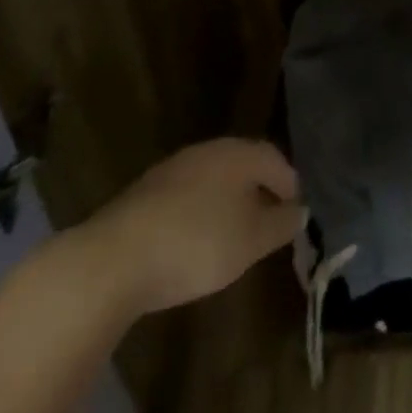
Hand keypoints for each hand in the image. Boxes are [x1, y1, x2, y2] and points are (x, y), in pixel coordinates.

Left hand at [79, 138, 303, 314]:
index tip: (295, 212)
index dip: (289, 184)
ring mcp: (171, 170)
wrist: (111, 261)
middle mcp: (207, 151)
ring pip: (211, 181)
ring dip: (226, 203)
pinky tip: (192, 243)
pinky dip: (197, 214)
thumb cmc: (196, 244)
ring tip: (231, 236)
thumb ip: (281, 224)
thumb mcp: (251, 241)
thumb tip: (300, 210)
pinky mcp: (142, 195)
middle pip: (242, 166)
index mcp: (237, 153)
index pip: (274, 159)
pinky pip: (184, 198)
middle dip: (258, 191)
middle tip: (267, 222)